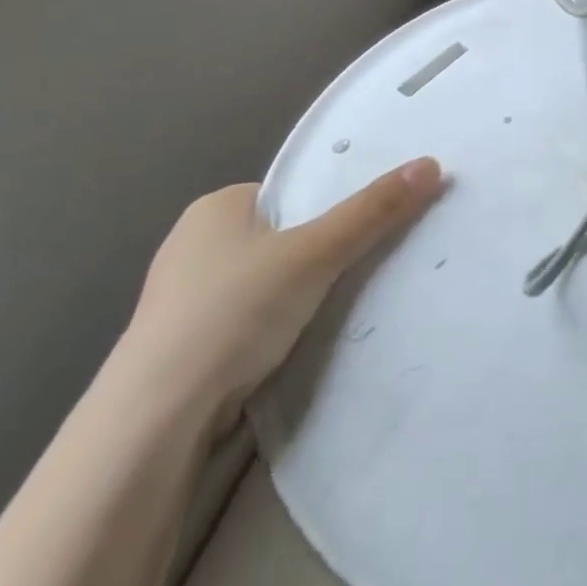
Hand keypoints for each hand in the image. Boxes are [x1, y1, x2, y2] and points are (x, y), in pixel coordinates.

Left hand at [120, 159, 443, 432]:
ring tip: (334, 312)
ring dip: (292, 299)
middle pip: (278, 239)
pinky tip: (292, 349)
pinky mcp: (180, 351)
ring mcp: (180, 301)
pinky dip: (269, 332)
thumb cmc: (234, 311)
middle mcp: (192, 245)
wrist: (155, 420)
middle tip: (357, 271)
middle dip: (313, 257)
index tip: (362, 232)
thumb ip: (373, 211)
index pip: (288, 195)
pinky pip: (244, 325)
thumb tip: (431, 164)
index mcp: (215, 207)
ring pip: (261, 285)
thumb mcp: (316, 252)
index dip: (326, 210)